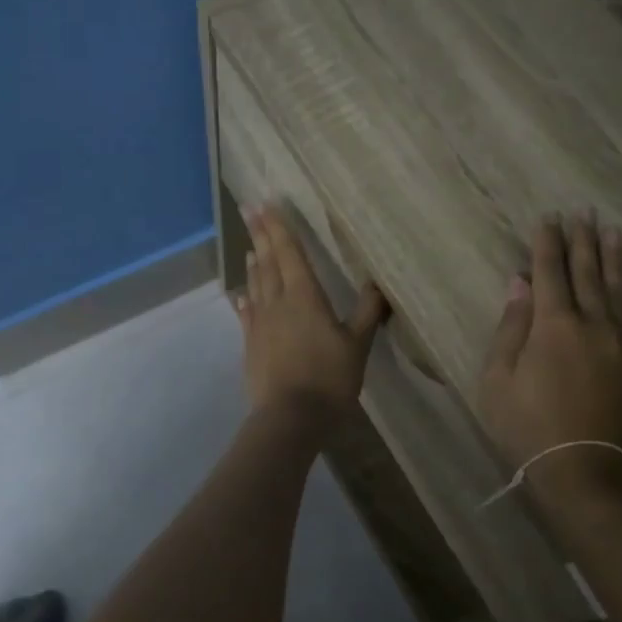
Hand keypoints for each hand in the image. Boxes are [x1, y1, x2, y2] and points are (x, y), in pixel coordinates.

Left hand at [235, 204, 386, 421]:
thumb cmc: (330, 379)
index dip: (278, 227)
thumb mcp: (358, 345)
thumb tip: (380, 280)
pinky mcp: (251, 344)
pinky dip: (246, 299)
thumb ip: (368, 311)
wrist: (290, 418)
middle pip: (267, 262)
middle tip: (248, 210)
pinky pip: (247, 314)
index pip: (290, 253)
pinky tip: (242, 296)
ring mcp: (260, 324)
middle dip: (260, 235)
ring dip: (254, 264)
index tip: (264, 203)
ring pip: (256, 285)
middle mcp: (278, 302)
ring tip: (251, 248)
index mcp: (305, 296)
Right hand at [478, 214, 621, 503]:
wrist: (588, 474)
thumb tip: (519, 284)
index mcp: (553, 325)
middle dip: (582, 240)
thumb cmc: (529, 429)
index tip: (549, 218)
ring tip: (612, 231)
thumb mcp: (498, 380)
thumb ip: (511, 328)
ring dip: (614, 258)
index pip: (549, 272)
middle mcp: (593, 323)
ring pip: (619, 289)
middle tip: (583, 212)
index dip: (547, 243)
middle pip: (587, 273)